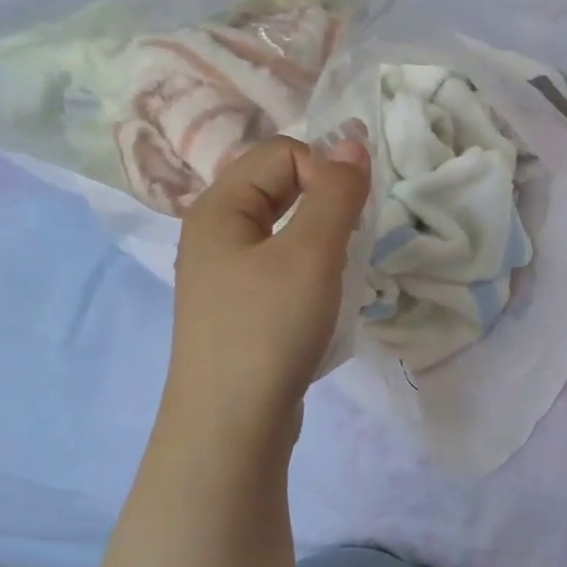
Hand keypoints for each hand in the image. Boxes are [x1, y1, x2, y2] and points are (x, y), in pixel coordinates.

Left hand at [161, 133, 371, 450]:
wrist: (231, 424)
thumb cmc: (270, 328)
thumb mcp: (312, 253)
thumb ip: (337, 193)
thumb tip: (353, 142)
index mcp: (219, 207)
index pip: (283, 153)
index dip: (325, 174)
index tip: (348, 221)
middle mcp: (213, 232)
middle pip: (280, 188)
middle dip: (325, 207)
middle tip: (347, 247)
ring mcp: (222, 274)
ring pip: (283, 230)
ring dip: (321, 243)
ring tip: (336, 278)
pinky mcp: (238, 308)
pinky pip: (279, 267)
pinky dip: (308, 274)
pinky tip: (319, 305)